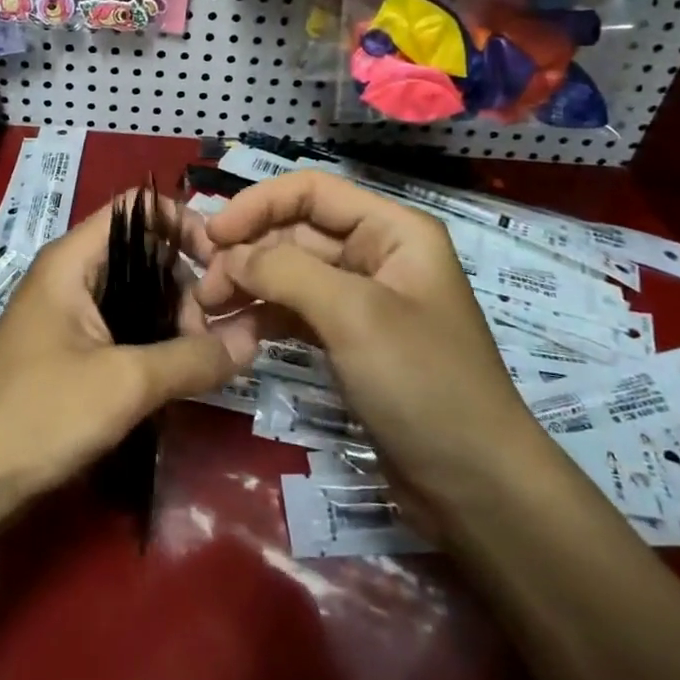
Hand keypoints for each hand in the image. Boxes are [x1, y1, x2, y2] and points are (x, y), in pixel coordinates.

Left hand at [0, 192, 252, 495]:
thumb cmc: (39, 413)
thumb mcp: (125, 383)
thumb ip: (194, 356)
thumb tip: (255, 337)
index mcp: (72, 260)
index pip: (138, 208)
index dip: (183, 223)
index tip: (223, 265)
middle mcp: (70, 277)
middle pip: (143, 253)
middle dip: (185, 285)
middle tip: (212, 334)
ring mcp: (68, 317)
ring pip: (137, 296)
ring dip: (173, 320)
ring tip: (201, 361)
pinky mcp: (69, 354)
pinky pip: (123, 330)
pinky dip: (154, 344)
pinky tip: (178, 375)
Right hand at [196, 172, 553, 526]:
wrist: (475, 488)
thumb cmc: (424, 384)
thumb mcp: (354, 316)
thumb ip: (286, 272)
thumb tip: (228, 255)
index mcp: (392, 230)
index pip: (311, 192)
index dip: (257, 205)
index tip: (211, 237)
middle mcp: (375, 255)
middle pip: (294, 232)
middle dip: (246, 254)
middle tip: (204, 292)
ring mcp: (361, 300)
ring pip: (289, 274)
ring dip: (248, 287)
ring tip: (208, 314)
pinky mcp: (347, 340)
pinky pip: (294, 312)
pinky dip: (263, 317)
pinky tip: (234, 334)